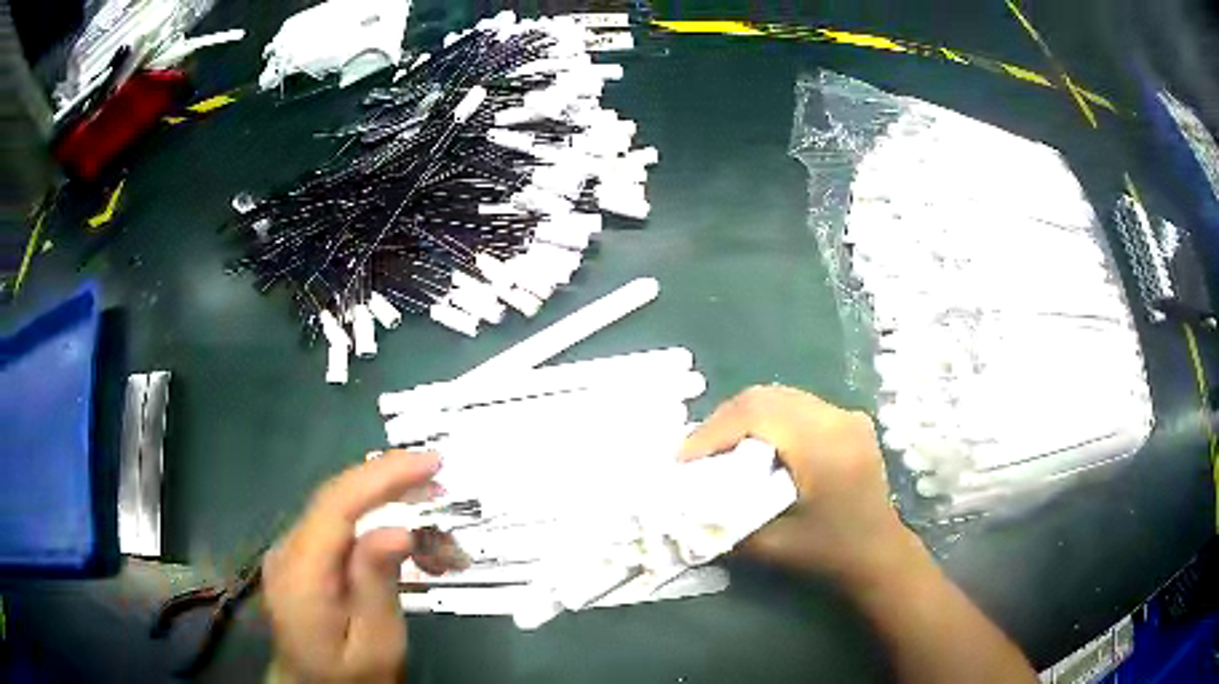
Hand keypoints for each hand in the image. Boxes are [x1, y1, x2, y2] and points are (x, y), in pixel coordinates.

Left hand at [263, 451, 466, 683]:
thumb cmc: (351, 678)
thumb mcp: (376, 643)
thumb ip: (378, 585)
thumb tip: (399, 529)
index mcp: (301, 573)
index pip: (337, 505)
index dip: (383, 476)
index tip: (431, 462)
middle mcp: (287, 550)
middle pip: (337, 498)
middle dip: (392, 486)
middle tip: (443, 489)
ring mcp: (290, 551)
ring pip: (341, 509)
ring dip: (390, 509)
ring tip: (438, 538)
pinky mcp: (301, 557)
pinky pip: (339, 527)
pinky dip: (376, 526)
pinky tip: (407, 546)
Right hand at [681, 385, 909, 579]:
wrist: (879, 554)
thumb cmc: (829, 554)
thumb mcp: (772, 546)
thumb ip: (726, 520)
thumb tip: (684, 503)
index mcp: (825, 447)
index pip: (758, 415)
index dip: (714, 431)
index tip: (683, 458)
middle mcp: (838, 419)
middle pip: (766, 397)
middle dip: (723, 420)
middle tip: (695, 451)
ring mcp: (847, 415)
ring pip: (780, 396)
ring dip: (743, 416)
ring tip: (718, 446)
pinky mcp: (848, 420)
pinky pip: (796, 405)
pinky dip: (766, 418)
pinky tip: (753, 442)